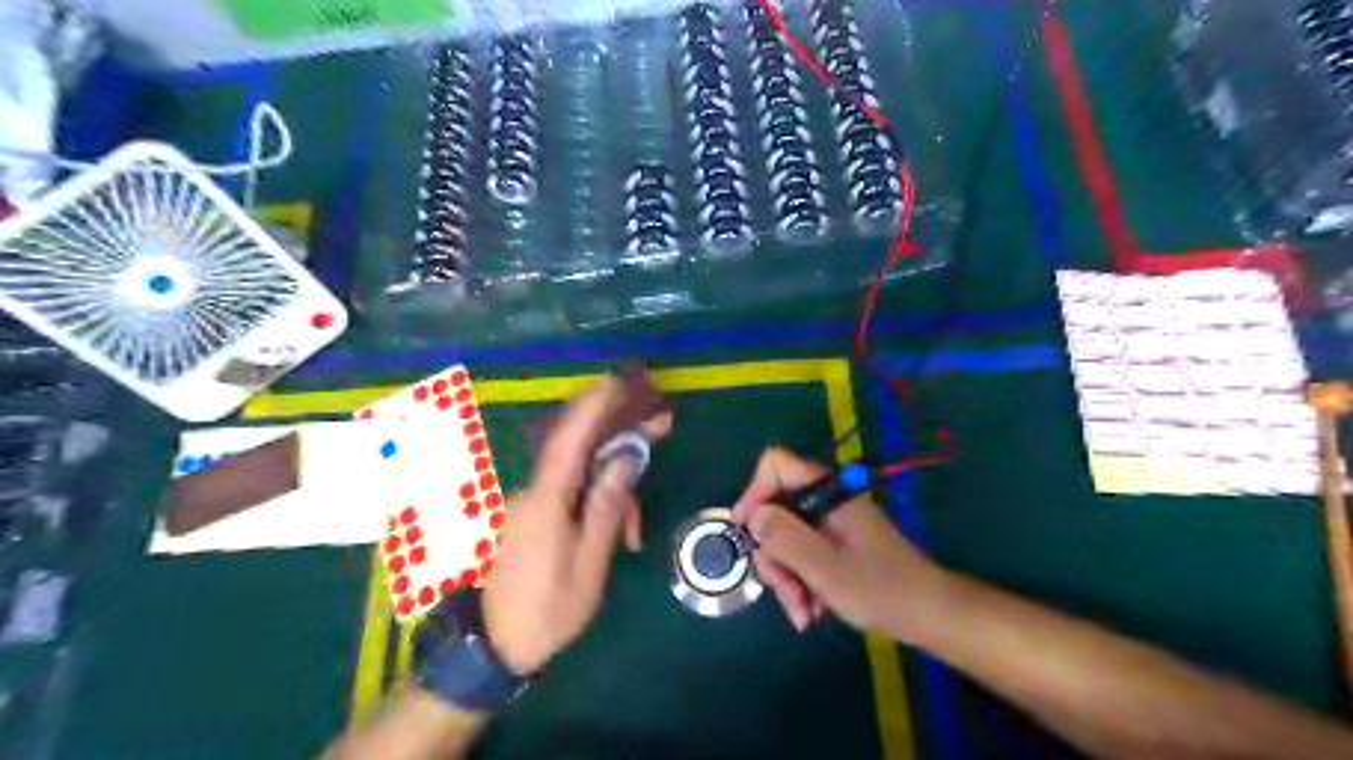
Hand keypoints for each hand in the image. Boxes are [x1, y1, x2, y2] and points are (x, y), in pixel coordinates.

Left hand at [491, 377, 672, 673]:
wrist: (492, 647)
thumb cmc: (547, 609)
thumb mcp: (588, 564)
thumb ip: (606, 509)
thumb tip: (623, 462)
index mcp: (545, 500)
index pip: (570, 438)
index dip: (594, 405)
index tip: (619, 381)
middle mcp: (534, 491)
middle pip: (579, 447)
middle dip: (619, 431)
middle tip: (660, 423)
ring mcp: (530, 502)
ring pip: (578, 474)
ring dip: (613, 483)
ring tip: (635, 528)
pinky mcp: (532, 515)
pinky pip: (569, 492)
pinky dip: (597, 499)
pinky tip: (616, 533)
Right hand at [736, 447, 944, 636]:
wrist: (928, 614)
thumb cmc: (880, 589)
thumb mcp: (825, 568)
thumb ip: (784, 538)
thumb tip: (752, 516)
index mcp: (827, 491)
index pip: (774, 465)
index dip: (754, 493)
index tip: (747, 533)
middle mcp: (825, 499)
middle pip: (774, 509)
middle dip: (772, 553)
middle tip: (784, 591)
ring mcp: (829, 522)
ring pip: (784, 536)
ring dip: (785, 576)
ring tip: (802, 612)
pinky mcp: (834, 543)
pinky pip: (800, 553)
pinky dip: (799, 581)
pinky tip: (810, 611)